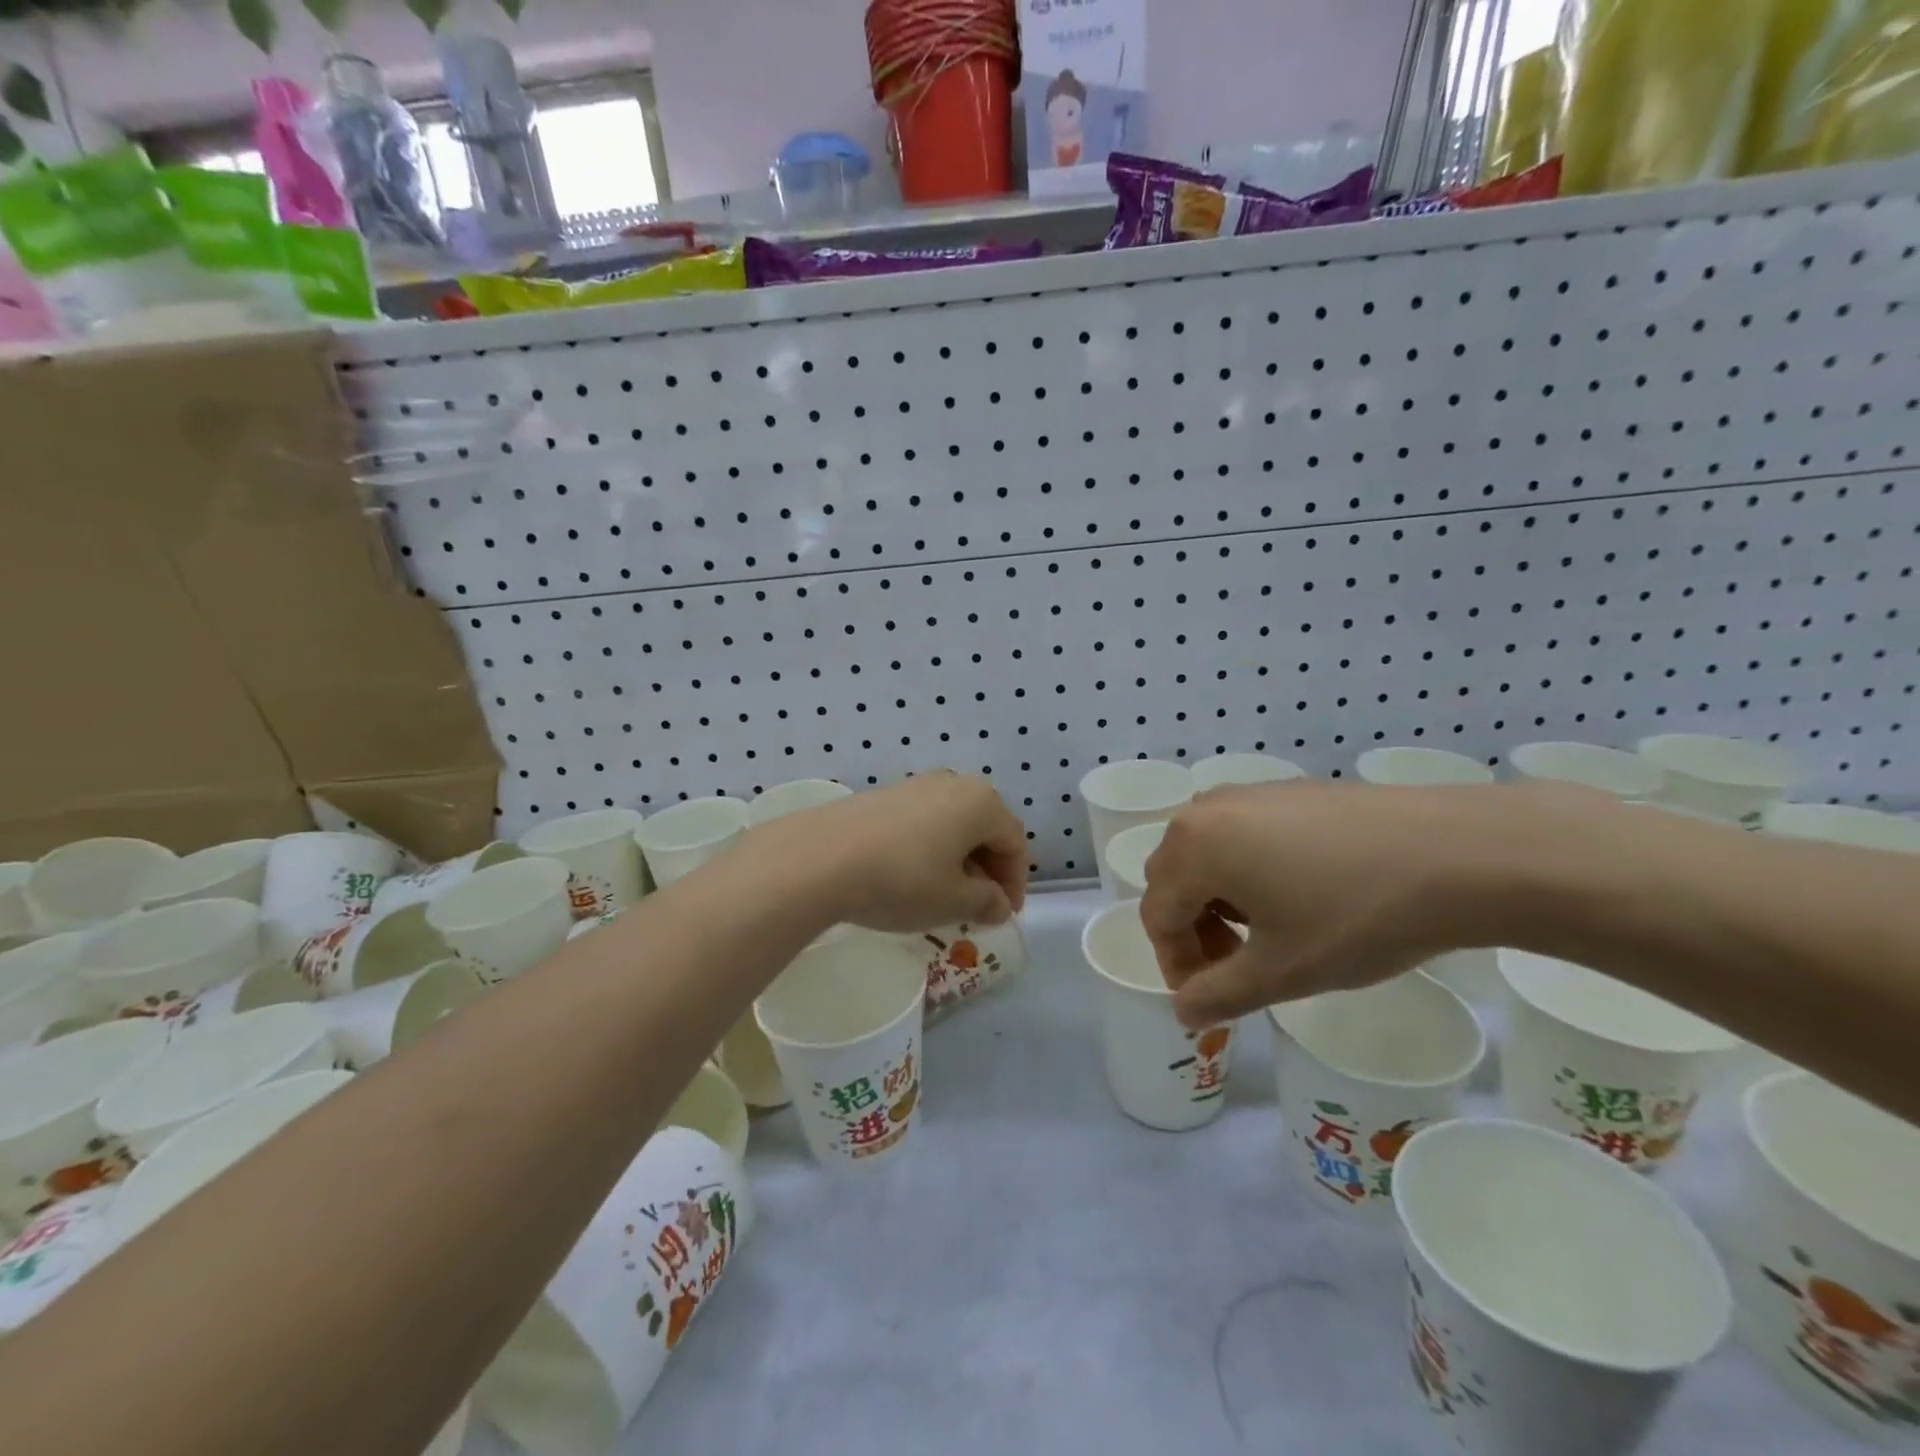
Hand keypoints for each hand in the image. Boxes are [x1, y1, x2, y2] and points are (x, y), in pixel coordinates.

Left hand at [768, 773, 1028, 933]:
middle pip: (985, 828)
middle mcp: (954, 783)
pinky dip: (930, 849)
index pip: (1015, 842)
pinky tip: (913, 877)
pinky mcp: (884, 795)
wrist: (821, 857)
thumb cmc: (903, 878)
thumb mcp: (953, 901)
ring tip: (945, 895)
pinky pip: (924, 822)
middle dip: (988, 869)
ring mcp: (916, 785)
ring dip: (958, 860)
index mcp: (982, 802)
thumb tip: (997, 904)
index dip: (1016, 882)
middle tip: (979, 906)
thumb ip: (986, 902)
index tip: (1005, 915)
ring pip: (953, 824)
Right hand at [1139, 780, 1575, 1027]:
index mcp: (1193, 847)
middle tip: (1236, 966)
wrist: (1459, 854)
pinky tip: (1300, 895)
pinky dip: (1248, 869)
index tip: (1210, 999)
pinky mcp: (1291, 790)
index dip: (1175, 965)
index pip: (1157, 915)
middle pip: (1174, 878)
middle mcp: (1208, 809)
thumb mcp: (1282, 971)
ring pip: (1207, 853)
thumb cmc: (1356, 916)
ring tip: (1267, 932)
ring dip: (1218, 899)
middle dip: (1192, 929)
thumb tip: (1183, 1011)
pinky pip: (1243, 833)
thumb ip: (1218, 994)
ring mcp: (1251, 792)